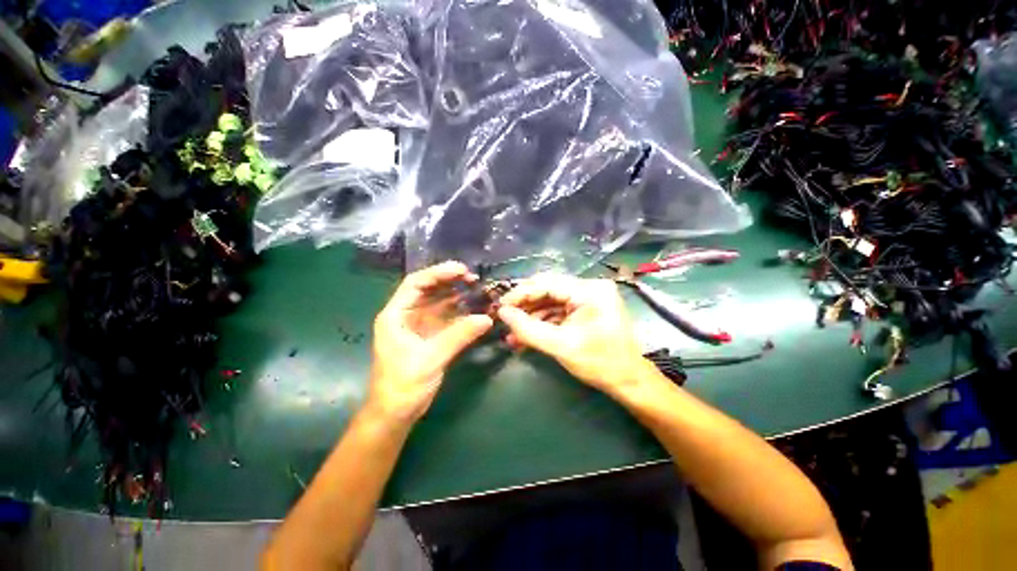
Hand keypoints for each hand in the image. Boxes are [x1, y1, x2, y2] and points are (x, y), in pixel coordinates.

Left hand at [368, 261, 493, 422]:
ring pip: (438, 303)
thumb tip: (487, 318)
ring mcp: (418, 326)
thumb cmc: (403, 385)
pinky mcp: (429, 336)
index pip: (415, 284)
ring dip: (457, 296)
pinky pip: (446, 318)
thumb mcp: (431, 358)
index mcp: (395, 315)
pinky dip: (460, 313)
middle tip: (473, 278)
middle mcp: (406, 315)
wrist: (395, 414)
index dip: (438, 273)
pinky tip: (474, 309)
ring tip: (477, 290)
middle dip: (450, 282)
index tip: (461, 269)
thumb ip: (458, 336)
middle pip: (428, 290)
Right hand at [496, 274, 654, 393]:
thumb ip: (528, 329)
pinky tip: (526, 335)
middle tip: (504, 317)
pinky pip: (558, 311)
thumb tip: (502, 313)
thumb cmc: (599, 363)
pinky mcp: (585, 309)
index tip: (501, 306)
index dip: (521, 293)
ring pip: (551, 301)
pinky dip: (543, 322)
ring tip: (511, 332)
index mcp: (589, 290)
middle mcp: (590, 287)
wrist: (628, 382)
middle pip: (548, 289)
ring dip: (531, 317)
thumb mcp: (560, 346)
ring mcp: (588, 298)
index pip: (547, 283)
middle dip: (524, 305)